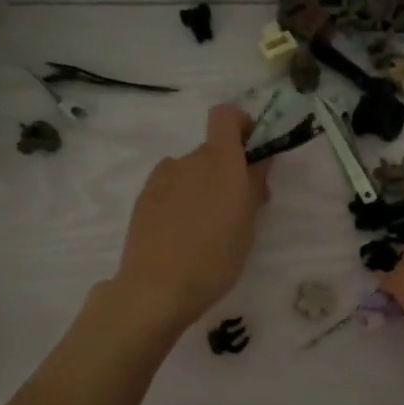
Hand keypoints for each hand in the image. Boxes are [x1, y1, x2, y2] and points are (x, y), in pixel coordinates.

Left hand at [112, 104, 269, 331]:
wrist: (157, 288)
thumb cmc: (216, 257)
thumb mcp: (247, 224)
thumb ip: (254, 185)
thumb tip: (260, 160)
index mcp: (220, 160)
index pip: (226, 116)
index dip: (241, 124)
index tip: (252, 150)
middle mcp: (189, 160)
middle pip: (211, 150)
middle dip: (226, 169)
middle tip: (237, 207)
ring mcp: (161, 178)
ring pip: (189, 171)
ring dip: (202, 186)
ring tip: (206, 226)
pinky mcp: (143, 198)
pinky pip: (170, 188)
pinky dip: (181, 200)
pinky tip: (182, 233)